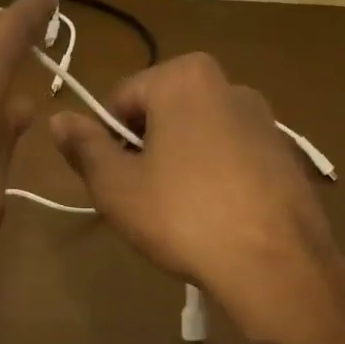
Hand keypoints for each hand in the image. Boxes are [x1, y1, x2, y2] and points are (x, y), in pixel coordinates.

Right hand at [49, 53, 344, 343]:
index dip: (103, 139)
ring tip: (174, 211)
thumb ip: (84, 146)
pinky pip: (229, 154)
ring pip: (195, 134)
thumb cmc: (183, 215)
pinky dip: (212, 175)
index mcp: (183, 78)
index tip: (108, 178)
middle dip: (142, 148)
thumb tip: (59, 119)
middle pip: (160, 112)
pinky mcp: (285, 152)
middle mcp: (228, 84)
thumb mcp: (116, 185)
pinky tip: (211, 216)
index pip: (119, 99)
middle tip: (137, 197)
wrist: (276, 265)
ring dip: (176, 162)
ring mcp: (264, 118)